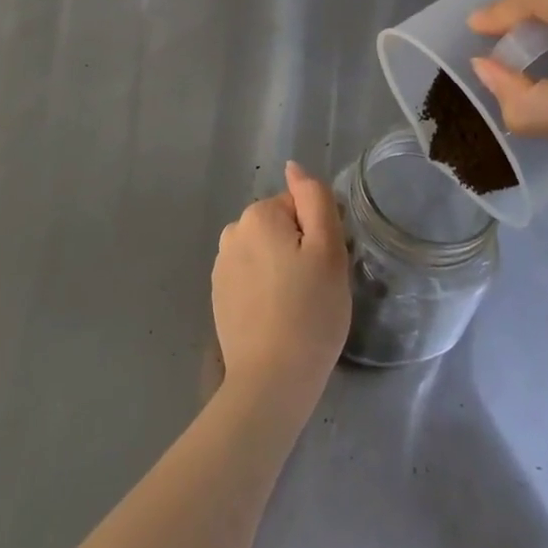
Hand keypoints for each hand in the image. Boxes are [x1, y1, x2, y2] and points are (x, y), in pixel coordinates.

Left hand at [213, 163, 350, 420]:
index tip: (325, 267)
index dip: (319, 234)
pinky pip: (252, 278)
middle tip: (316, 288)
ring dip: (282, 270)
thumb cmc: (309, 311)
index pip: (300, 207)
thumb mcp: (328, 249)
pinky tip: (277, 319)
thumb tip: (294, 167)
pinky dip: (265, 291)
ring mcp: (221, 266)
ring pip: (266, 253)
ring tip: (298, 307)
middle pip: (281, 228)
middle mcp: (232, 232)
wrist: (272, 380)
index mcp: (258, 215)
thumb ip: (314, 199)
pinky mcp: (218, 296)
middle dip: (300, 250)